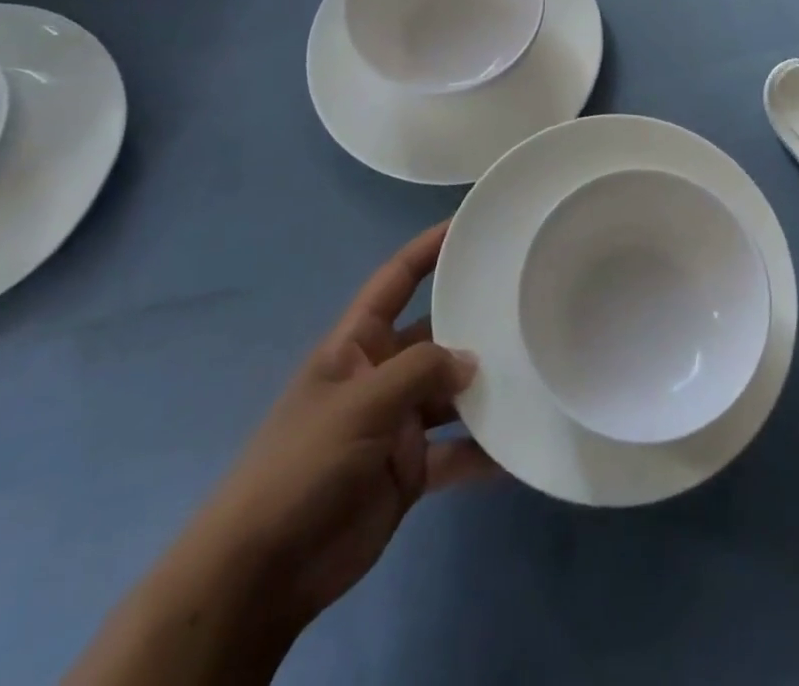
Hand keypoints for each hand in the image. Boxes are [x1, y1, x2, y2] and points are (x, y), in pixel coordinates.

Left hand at [177, 220, 494, 629]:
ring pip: (451, 393)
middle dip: (474, 324)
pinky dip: (483, 451)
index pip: (396, 281)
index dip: (427, 249)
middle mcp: (380, 376)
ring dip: (486, 389)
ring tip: (537, 370)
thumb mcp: (359, 405)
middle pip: (435, 337)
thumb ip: (419, 372)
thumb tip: (472, 360)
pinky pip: (455, 452)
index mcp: (356, 346)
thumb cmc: (300, 466)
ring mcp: (396, 424)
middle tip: (528, 304)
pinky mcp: (409, 471)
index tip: (470, 224)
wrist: (262, 574)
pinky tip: (520, 446)